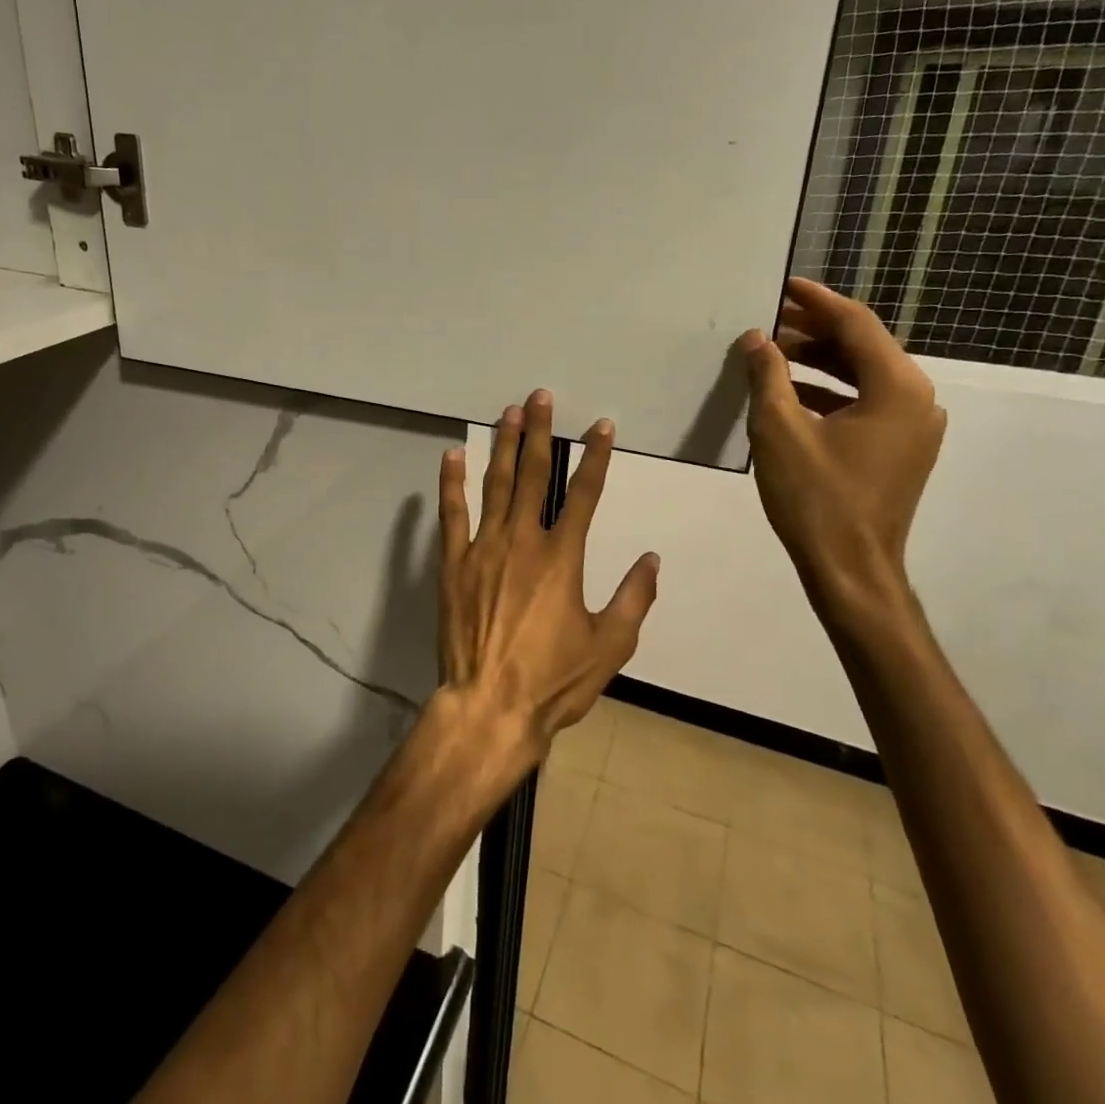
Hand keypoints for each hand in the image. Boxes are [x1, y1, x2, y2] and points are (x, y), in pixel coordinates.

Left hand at [434, 389, 659, 768]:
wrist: (490, 706)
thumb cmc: (554, 681)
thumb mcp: (610, 646)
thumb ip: (633, 599)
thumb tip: (652, 559)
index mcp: (563, 558)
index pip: (586, 494)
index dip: (596, 457)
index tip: (602, 426)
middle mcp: (523, 541)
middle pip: (534, 475)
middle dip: (540, 433)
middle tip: (541, 397)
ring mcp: (483, 549)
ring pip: (495, 485)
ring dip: (503, 446)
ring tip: (508, 413)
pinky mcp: (452, 563)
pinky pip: (452, 515)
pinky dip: (452, 483)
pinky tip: (451, 455)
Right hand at [736, 277, 945, 617]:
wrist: (851, 568)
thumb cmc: (815, 496)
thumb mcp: (779, 430)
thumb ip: (768, 376)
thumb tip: (758, 338)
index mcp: (897, 388)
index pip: (856, 325)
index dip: (817, 301)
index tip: (784, 285)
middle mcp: (917, 399)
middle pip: (863, 348)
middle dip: (814, 332)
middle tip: (768, 321)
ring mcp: (914, 428)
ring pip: (864, 377)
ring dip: (818, 363)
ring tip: (771, 356)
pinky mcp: (901, 450)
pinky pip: (865, 404)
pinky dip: (829, 393)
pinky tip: (789, 396)